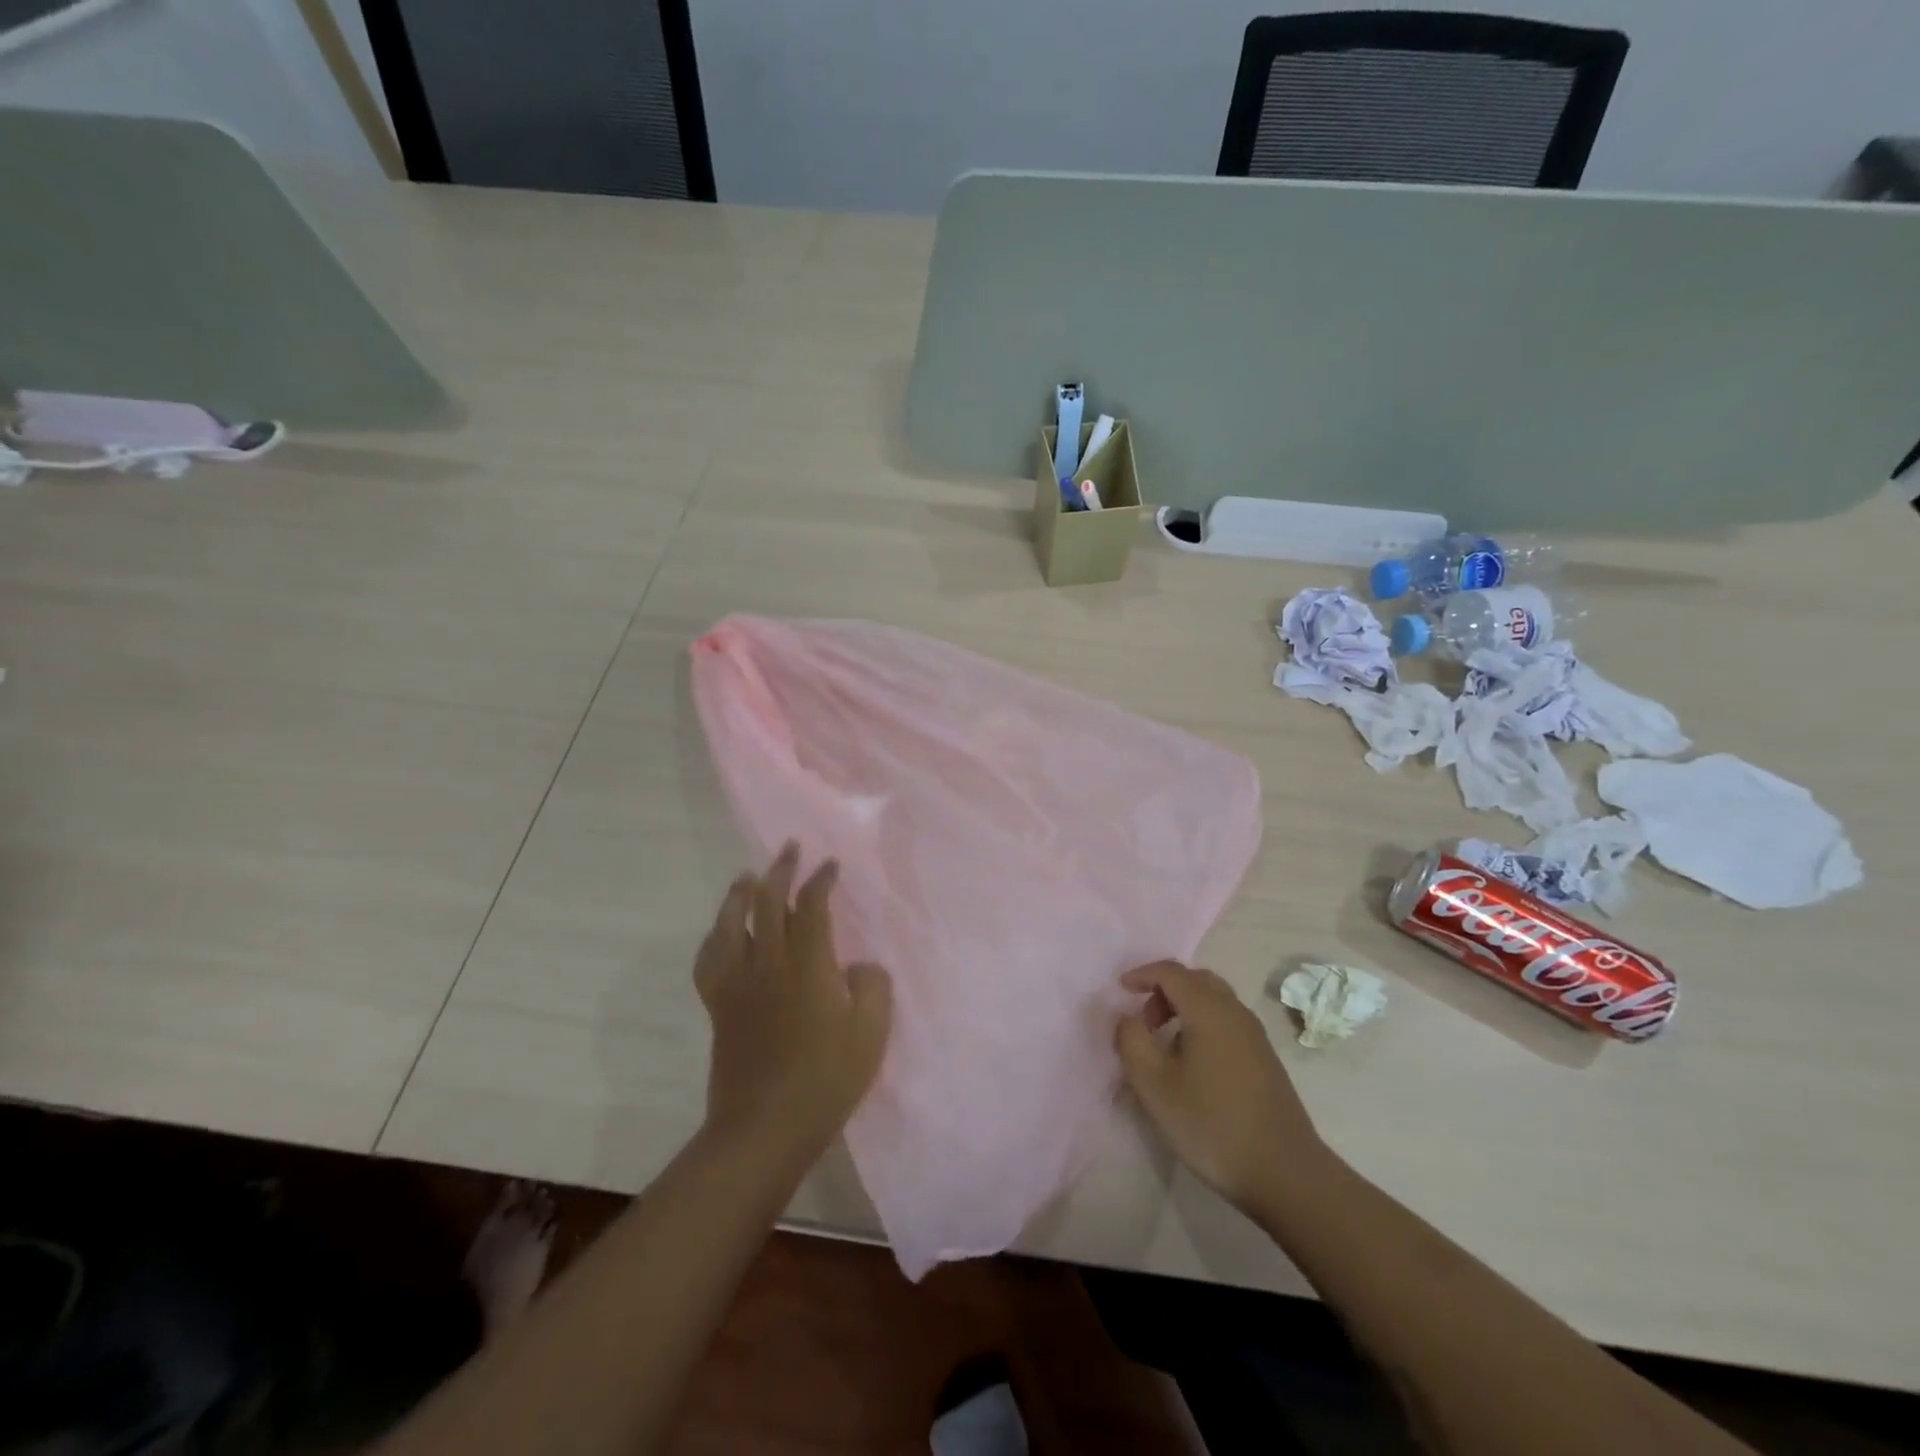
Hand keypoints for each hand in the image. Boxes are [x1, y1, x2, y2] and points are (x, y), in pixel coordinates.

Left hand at [693, 843, 893, 1168]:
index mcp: (808, 963)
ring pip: (731, 923)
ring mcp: (738, 983)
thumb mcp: (871, 1032)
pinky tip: (720, 934)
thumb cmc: (826, 1078)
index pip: (812, 905)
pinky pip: (709, 961)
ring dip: (740, 894)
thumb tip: (856, 967)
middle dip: (781, 870)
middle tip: (790, 849)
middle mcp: (768, 962)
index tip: (830, 865)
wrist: (765, 1127)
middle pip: (768, 902)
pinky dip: (714, 938)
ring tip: (747, 877)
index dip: (821, 879)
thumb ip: (872, 985)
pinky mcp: (720, 1006)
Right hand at [1115, 961, 1328, 1213]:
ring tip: (1164, 1046)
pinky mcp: (1265, 1059)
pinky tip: (1192, 1066)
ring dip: (1183, 1009)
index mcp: (1208, 1010)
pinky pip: (1226, 1022)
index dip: (1142, 974)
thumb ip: (1132, 1041)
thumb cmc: (1212, 1125)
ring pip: (1213, 1001)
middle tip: (1144, 1021)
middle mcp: (1235, 1012)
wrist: (1286, 1173)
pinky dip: (1201, 1025)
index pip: (1170, 972)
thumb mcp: (1155, 1086)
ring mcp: (1255, 1035)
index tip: (1120, 989)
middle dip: (1164, 991)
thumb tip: (1128, 1017)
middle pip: (1195, 980)